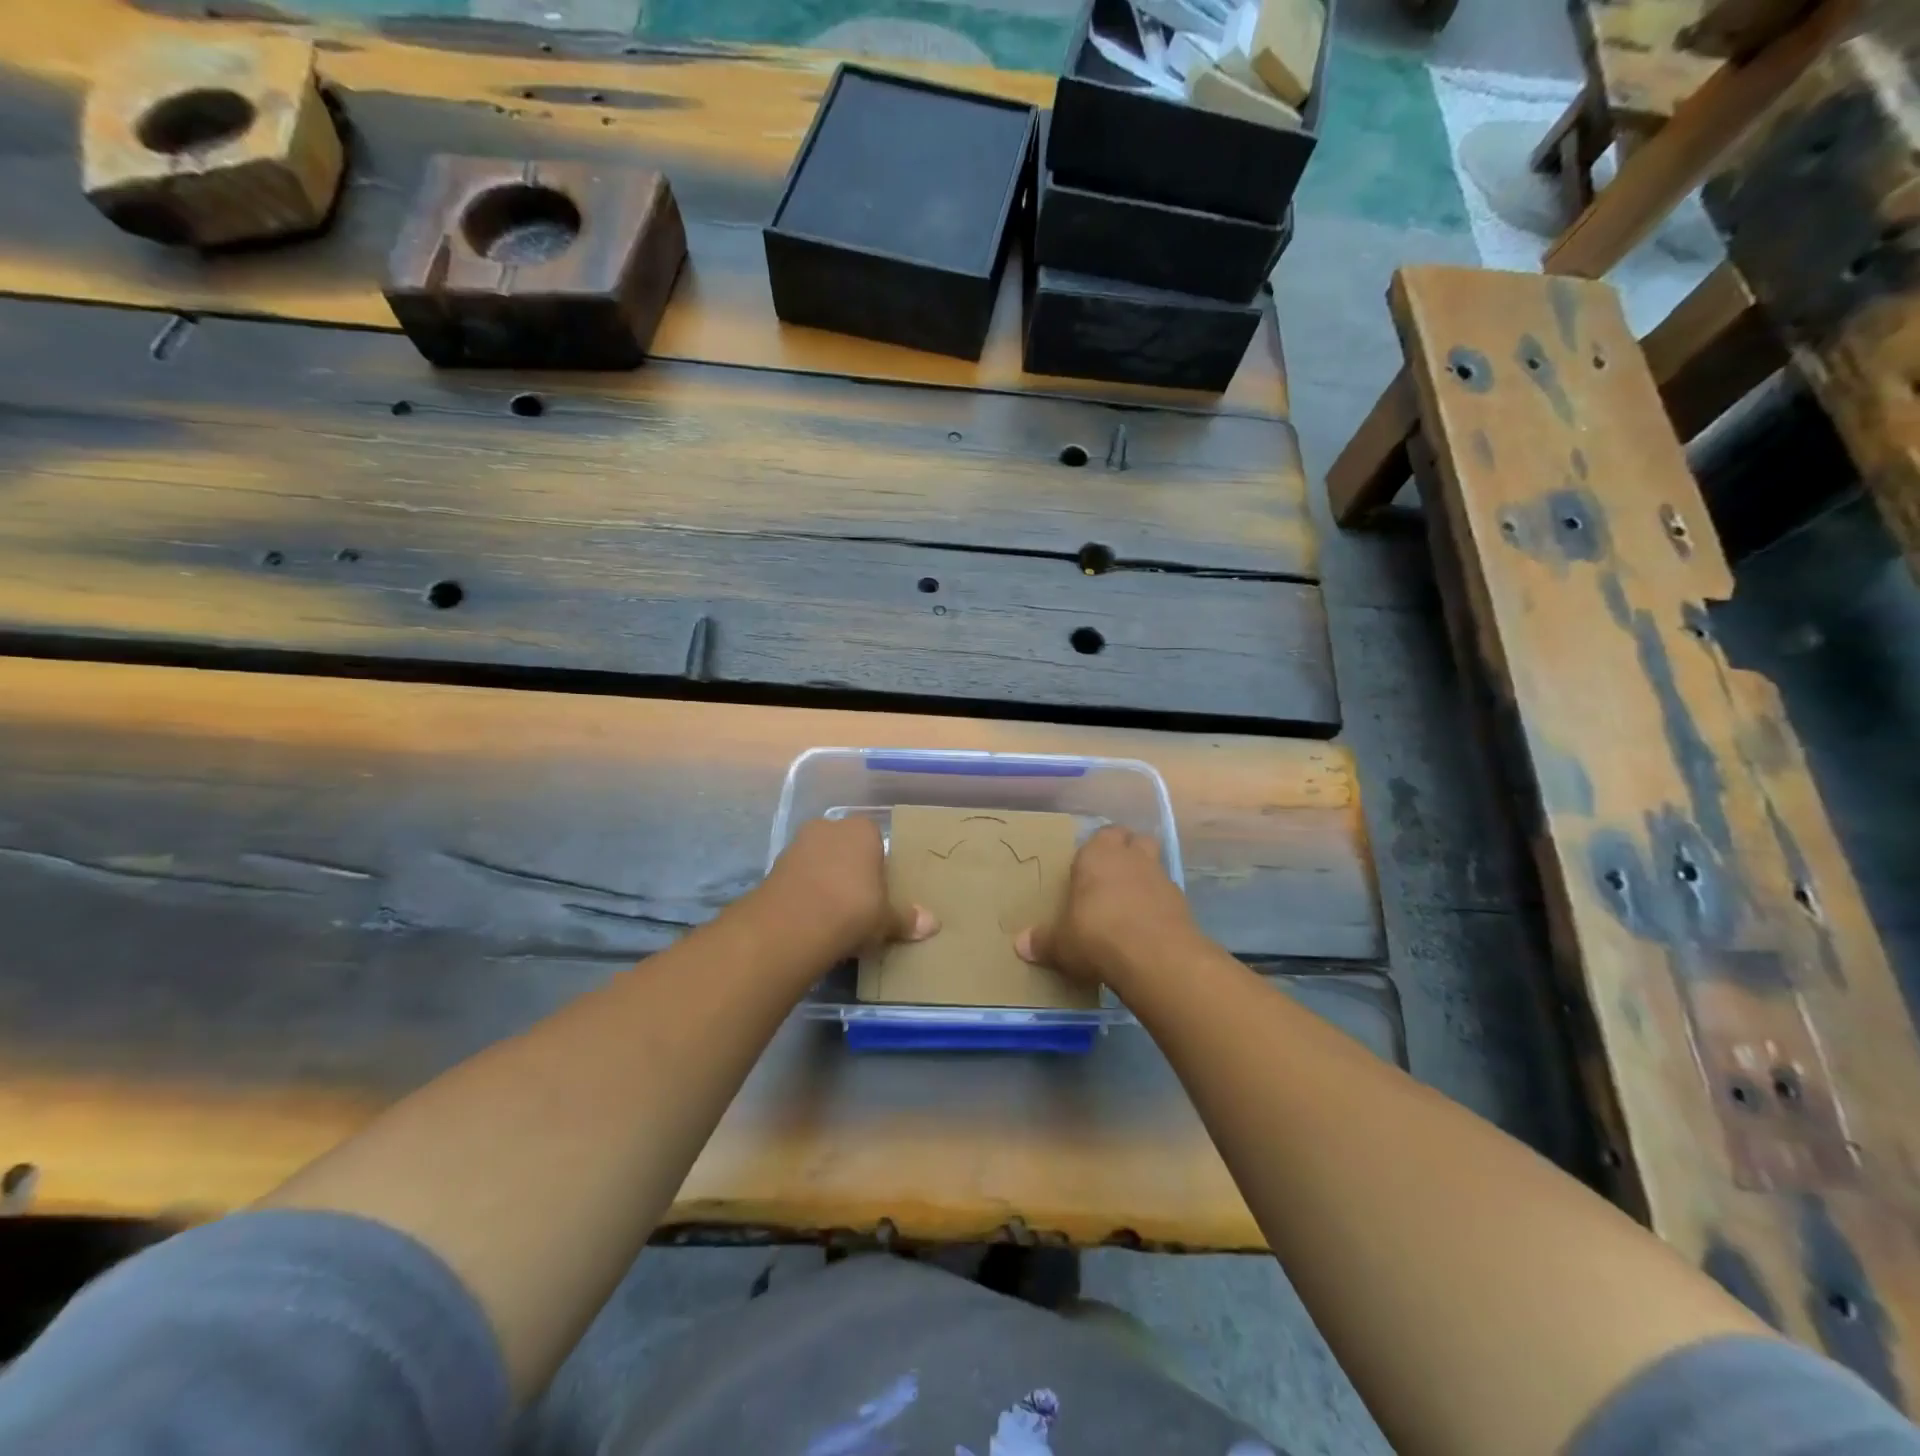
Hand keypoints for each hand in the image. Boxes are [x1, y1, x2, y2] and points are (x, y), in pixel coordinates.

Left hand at [753, 817, 937, 959]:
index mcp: (862, 830)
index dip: (878, 867)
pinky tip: (810, 919)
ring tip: (832, 916)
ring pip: (819, 861)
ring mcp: (798, 844)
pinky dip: (804, 894)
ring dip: (824, 882)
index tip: (879, 894)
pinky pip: (798, 878)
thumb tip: (934, 925)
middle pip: (845, 848)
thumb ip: (906, 919)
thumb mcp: (886, 919)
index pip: (875, 840)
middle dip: (850, 871)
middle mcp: (829, 827)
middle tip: (858, 905)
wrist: (793, 923)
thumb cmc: (853, 909)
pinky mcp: (774, 866)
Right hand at [1014, 825, 1199, 988]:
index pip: (1102, 835)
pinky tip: (1148, 927)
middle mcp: (1131, 857)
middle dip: (1126, 852)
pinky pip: (1167, 895)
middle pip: (1134, 840)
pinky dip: (1159, 905)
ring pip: (1154, 864)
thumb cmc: (1097, 935)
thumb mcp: (1061, 943)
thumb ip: (1043, 941)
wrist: (1156, 957)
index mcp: (1098, 855)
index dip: (1096, 849)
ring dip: (1145, 878)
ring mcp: (1161, 877)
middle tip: (1110, 878)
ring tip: (1130, 904)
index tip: (1087, 868)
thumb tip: (1020, 945)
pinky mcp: (1182, 902)